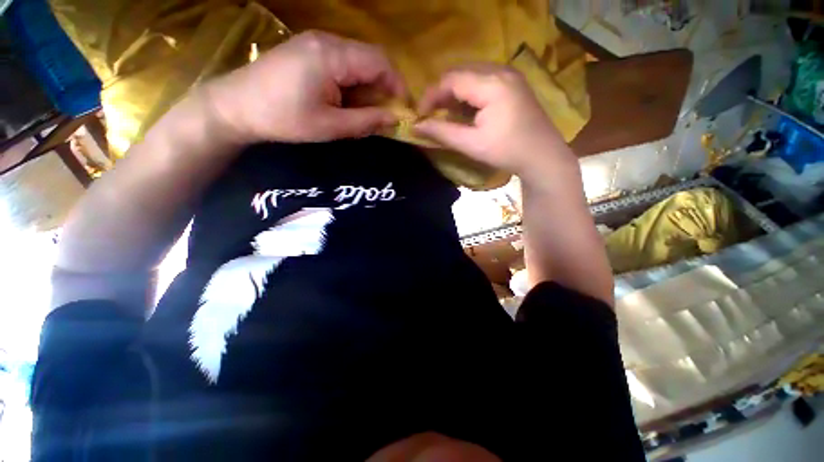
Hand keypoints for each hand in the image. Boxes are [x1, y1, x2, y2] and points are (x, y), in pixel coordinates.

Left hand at [204, 31, 405, 143]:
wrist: (236, 106)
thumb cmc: (284, 118)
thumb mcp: (331, 126)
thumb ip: (366, 122)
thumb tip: (394, 119)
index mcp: (332, 55)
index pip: (380, 62)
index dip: (397, 85)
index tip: (404, 109)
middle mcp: (327, 40)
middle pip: (370, 60)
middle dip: (382, 89)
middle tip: (382, 116)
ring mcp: (316, 43)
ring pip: (357, 63)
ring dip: (367, 89)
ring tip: (363, 114)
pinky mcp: (308, 51)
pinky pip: (342, 64)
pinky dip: (352, 85)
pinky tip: (345, 103)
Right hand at [414, 64, 575, 182]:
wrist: (543, 156)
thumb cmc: (506, 151)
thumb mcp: (471, 144)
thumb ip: (442, 132)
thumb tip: (416, 126)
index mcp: (492, 84)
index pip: (451, 80)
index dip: (431, 96)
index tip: (420, 115)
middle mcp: (501, 71)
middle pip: (461, 73)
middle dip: (442, 93)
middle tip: (432, 115)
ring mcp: (510, 76)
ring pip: (471, 75)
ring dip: (455, 93)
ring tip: (446, 114)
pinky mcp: (514, 84)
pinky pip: (484, 80)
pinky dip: (469, 93)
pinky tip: (466, 110)